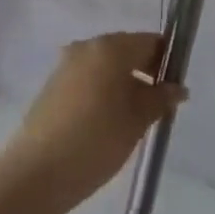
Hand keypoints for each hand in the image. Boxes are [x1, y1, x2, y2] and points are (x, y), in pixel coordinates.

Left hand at [4, 33, 180, 211]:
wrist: (38, 171)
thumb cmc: (97, 140)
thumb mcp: (137, 120)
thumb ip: (160, 99)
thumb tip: (177, 88)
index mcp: (110, 47)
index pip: (150, 42)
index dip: (166, 61)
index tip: (174, 88)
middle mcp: (86, 47)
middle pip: (126, 50)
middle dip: (145, 73)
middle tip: (158, 107)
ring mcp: (66, 64)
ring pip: (105, 67)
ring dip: (123, 84)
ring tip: (133, 120)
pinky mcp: (52, 85)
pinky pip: (87, 79)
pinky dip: (102, 92)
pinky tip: (107, 123)